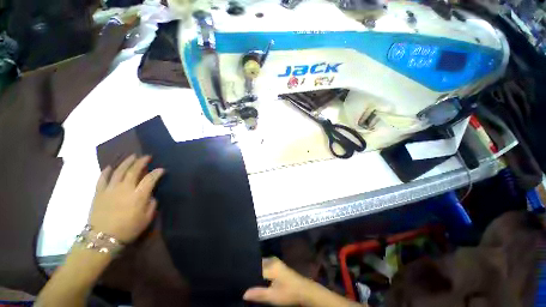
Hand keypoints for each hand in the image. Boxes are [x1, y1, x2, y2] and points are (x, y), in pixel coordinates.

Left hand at [89, 155, 164, 242]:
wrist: (102, 238)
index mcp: (138, 195)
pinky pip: (102, 179)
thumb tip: (150, 196)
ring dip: (126, 162)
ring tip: (132, 156)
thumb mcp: (146, 219)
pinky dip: (106, 171)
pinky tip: (110, 167)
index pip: (150, 179)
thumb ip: (151, 205)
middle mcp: (125, 188)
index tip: (161, 169)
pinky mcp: (99, 193)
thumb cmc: (128, 229)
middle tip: (147, 156)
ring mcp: (110, 189)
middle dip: (141, 162)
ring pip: (118, 171)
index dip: (157, 172)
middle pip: (134, 171)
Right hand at [243, 257, 310, 305]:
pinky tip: (257, 280)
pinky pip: (266, 267)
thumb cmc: (288, 293)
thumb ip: (258, 293)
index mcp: (270, 264)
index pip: (255, 265)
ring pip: (261, 266)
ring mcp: (276, 262)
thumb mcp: (272, 296)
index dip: (247, 271)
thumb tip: (244, 293)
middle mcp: (272, 260)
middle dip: (251, 272)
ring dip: (256, 273)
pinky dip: (261, 273)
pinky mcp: (278, 266)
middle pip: (257, 264)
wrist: (304, 291)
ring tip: (246, 280)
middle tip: (241, 279)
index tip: (239, 276)